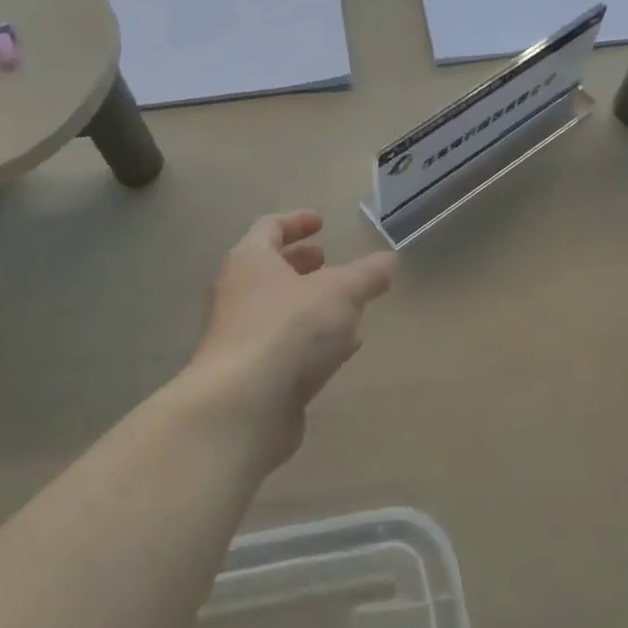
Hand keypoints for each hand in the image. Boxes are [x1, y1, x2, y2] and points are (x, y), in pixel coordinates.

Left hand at [180, 211, 396, 468]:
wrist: (244, 405)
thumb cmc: (290, 328)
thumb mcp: (341, 292)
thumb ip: (367, 275)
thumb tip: (389, 260)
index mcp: (251, 260)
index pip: (269, 227)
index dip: (296, 222)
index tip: (321, 223)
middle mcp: (238, 293)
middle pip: (269, 269)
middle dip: (301, 263)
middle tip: (327, 261)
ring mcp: (241, 336)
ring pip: (278, 309)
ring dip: (308, 303)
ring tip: (345, 305)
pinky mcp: (251, 374)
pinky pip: (284, 346)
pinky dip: (311, 340)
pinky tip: (342, 350)